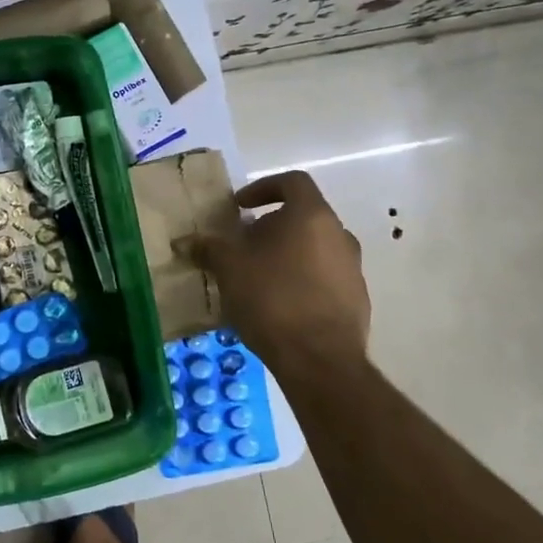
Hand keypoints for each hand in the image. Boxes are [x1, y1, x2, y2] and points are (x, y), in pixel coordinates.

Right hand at [183, 170, 370, 370]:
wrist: (320, 360)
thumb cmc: (272, 299)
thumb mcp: (229, 269)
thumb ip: (209, 248)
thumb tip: (186, 241)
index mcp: (312, 216)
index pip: (292, 182)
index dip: (263, 188)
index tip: (240, 207)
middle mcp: (340, 235)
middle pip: (303, 217)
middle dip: (270, 227)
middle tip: (243, 247)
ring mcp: (353, 268)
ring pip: (315, 248)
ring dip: (286, 255)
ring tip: (257, 278)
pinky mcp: (356, 300)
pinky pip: (324, 277)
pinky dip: (301, 280)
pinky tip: (278, 306)